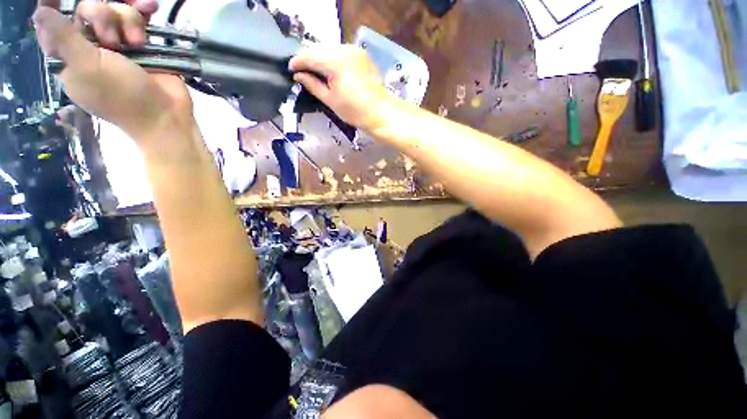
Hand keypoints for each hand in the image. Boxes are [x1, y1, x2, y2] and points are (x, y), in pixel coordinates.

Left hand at [33, 0, 193, 142]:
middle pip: (87, 8)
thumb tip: (40, 12)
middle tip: (113, 40)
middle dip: (103, 15)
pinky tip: (151, 8)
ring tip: (137, 42)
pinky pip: (138, 15)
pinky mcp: (141, 42)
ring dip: (127, 18)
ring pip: (114, 9)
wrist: (165, 114)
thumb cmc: (122, 96)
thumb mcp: (87, 68)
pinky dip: (144, 10)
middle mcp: (90, 44)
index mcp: (70, 54)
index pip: (55, 22)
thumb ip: (63, 39)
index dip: (55, 5)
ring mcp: (117, 42)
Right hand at [289, 45, 391, 131]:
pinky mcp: (361, 54)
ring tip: (315, 71)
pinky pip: (341, 52)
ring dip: (320, 58)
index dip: (298, 62)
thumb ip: (313, 85)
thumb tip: (298, 75)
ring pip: (330, 49)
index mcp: (335, 61)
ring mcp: (355, 50)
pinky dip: (332, 59)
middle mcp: (345, 49)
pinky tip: (330, 70)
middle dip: (309, 59)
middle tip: (301, 71)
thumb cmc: (355, 111)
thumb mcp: (330, 100)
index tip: (290, 69)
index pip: (310, 55)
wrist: (380, 112)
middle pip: (319, 49)